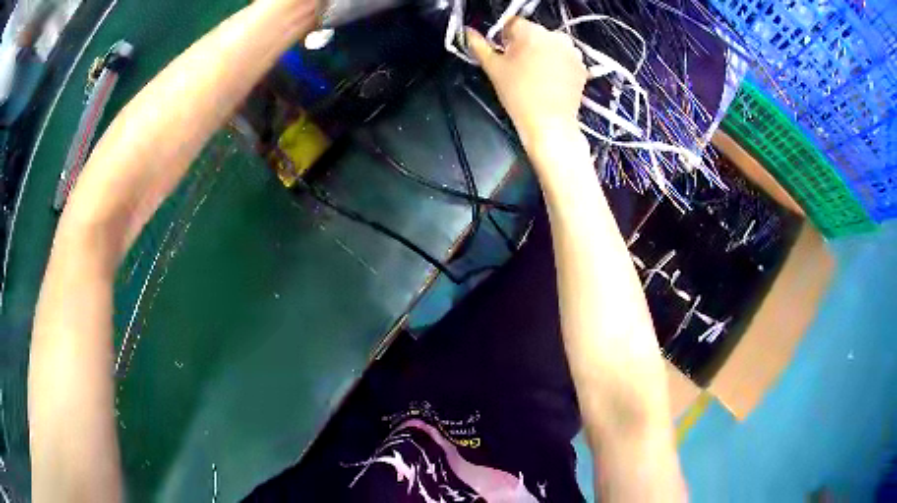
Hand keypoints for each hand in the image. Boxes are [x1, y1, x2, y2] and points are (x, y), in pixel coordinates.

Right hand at [466, 19, 587, 150]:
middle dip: (525, 45)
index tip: (504, 53)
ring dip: (542, 54)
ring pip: (550, 45)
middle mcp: (555, 36)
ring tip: (535, 76)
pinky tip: (550, 81)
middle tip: (518, 67)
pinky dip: (557, 64)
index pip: (513, 23)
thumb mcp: (493, 68)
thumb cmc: (518, 95)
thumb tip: (468, 32)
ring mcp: (572, 51)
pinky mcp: (582, 66)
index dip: (504, 37)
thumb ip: (478, 45)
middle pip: (534, 33)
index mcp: (532, 32)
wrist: (550, 123)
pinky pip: (564, 58)